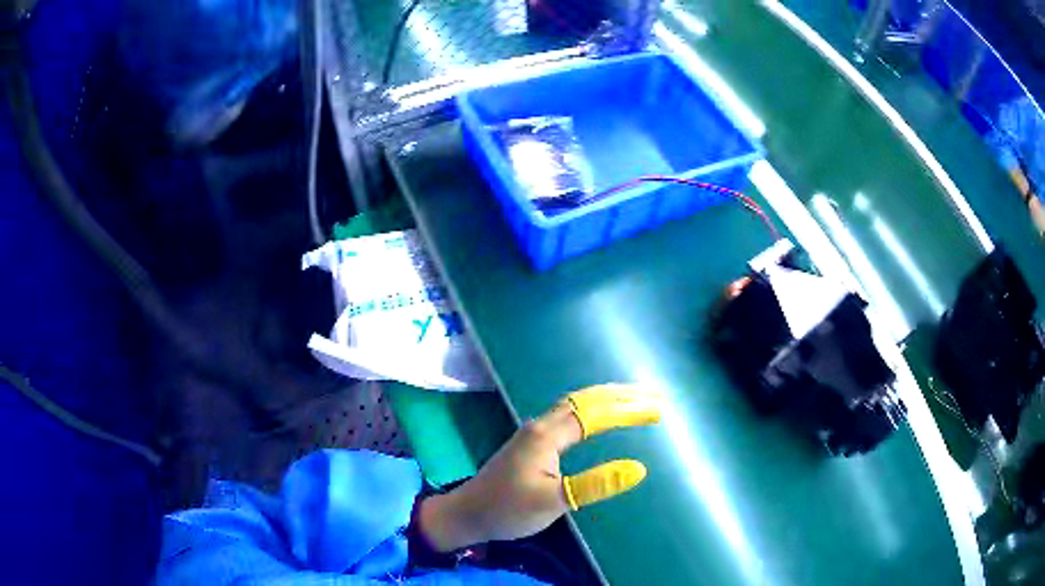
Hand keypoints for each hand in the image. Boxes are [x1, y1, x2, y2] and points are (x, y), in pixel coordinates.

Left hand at [419, 384, 660, 551]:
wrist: (468, 513)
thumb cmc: (508, 510)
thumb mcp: (553, 502)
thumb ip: (594, 485)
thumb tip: (638, 469)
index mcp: (547, 436)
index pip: (596, 414)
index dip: (628, 411)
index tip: (657, 410)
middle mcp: (541, 425)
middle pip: (585, 400)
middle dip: (621, 396)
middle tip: (653, 394)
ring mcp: (534, 431)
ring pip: (575, 404)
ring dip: (605, 399)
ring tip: (633, 397)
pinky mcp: (531, 441)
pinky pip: (568, 414)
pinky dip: (590, 409)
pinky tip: (596, 416)